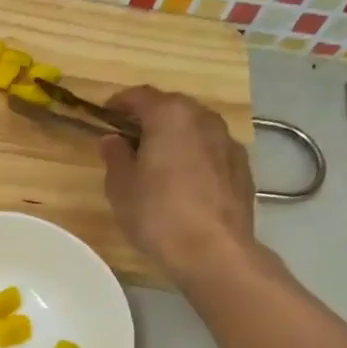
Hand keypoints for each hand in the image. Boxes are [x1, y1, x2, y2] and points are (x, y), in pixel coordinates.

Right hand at [100, 87, 256, 279]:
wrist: (213, 251)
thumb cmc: (157, 214)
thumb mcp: (121, 186)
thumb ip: (115, 156)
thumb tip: (113, 140)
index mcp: (170, 116)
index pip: (140, 96)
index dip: (119, 103)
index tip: (104, 114)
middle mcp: (203, 119)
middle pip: (172, 107)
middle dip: (149, 118)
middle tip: (129, 138)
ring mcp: (228, 142)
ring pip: (194, 128)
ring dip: (174, 136)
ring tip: (157, 160)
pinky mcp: (242, 167)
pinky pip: (211, 150)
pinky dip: (194, 155)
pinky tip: (184, 180)